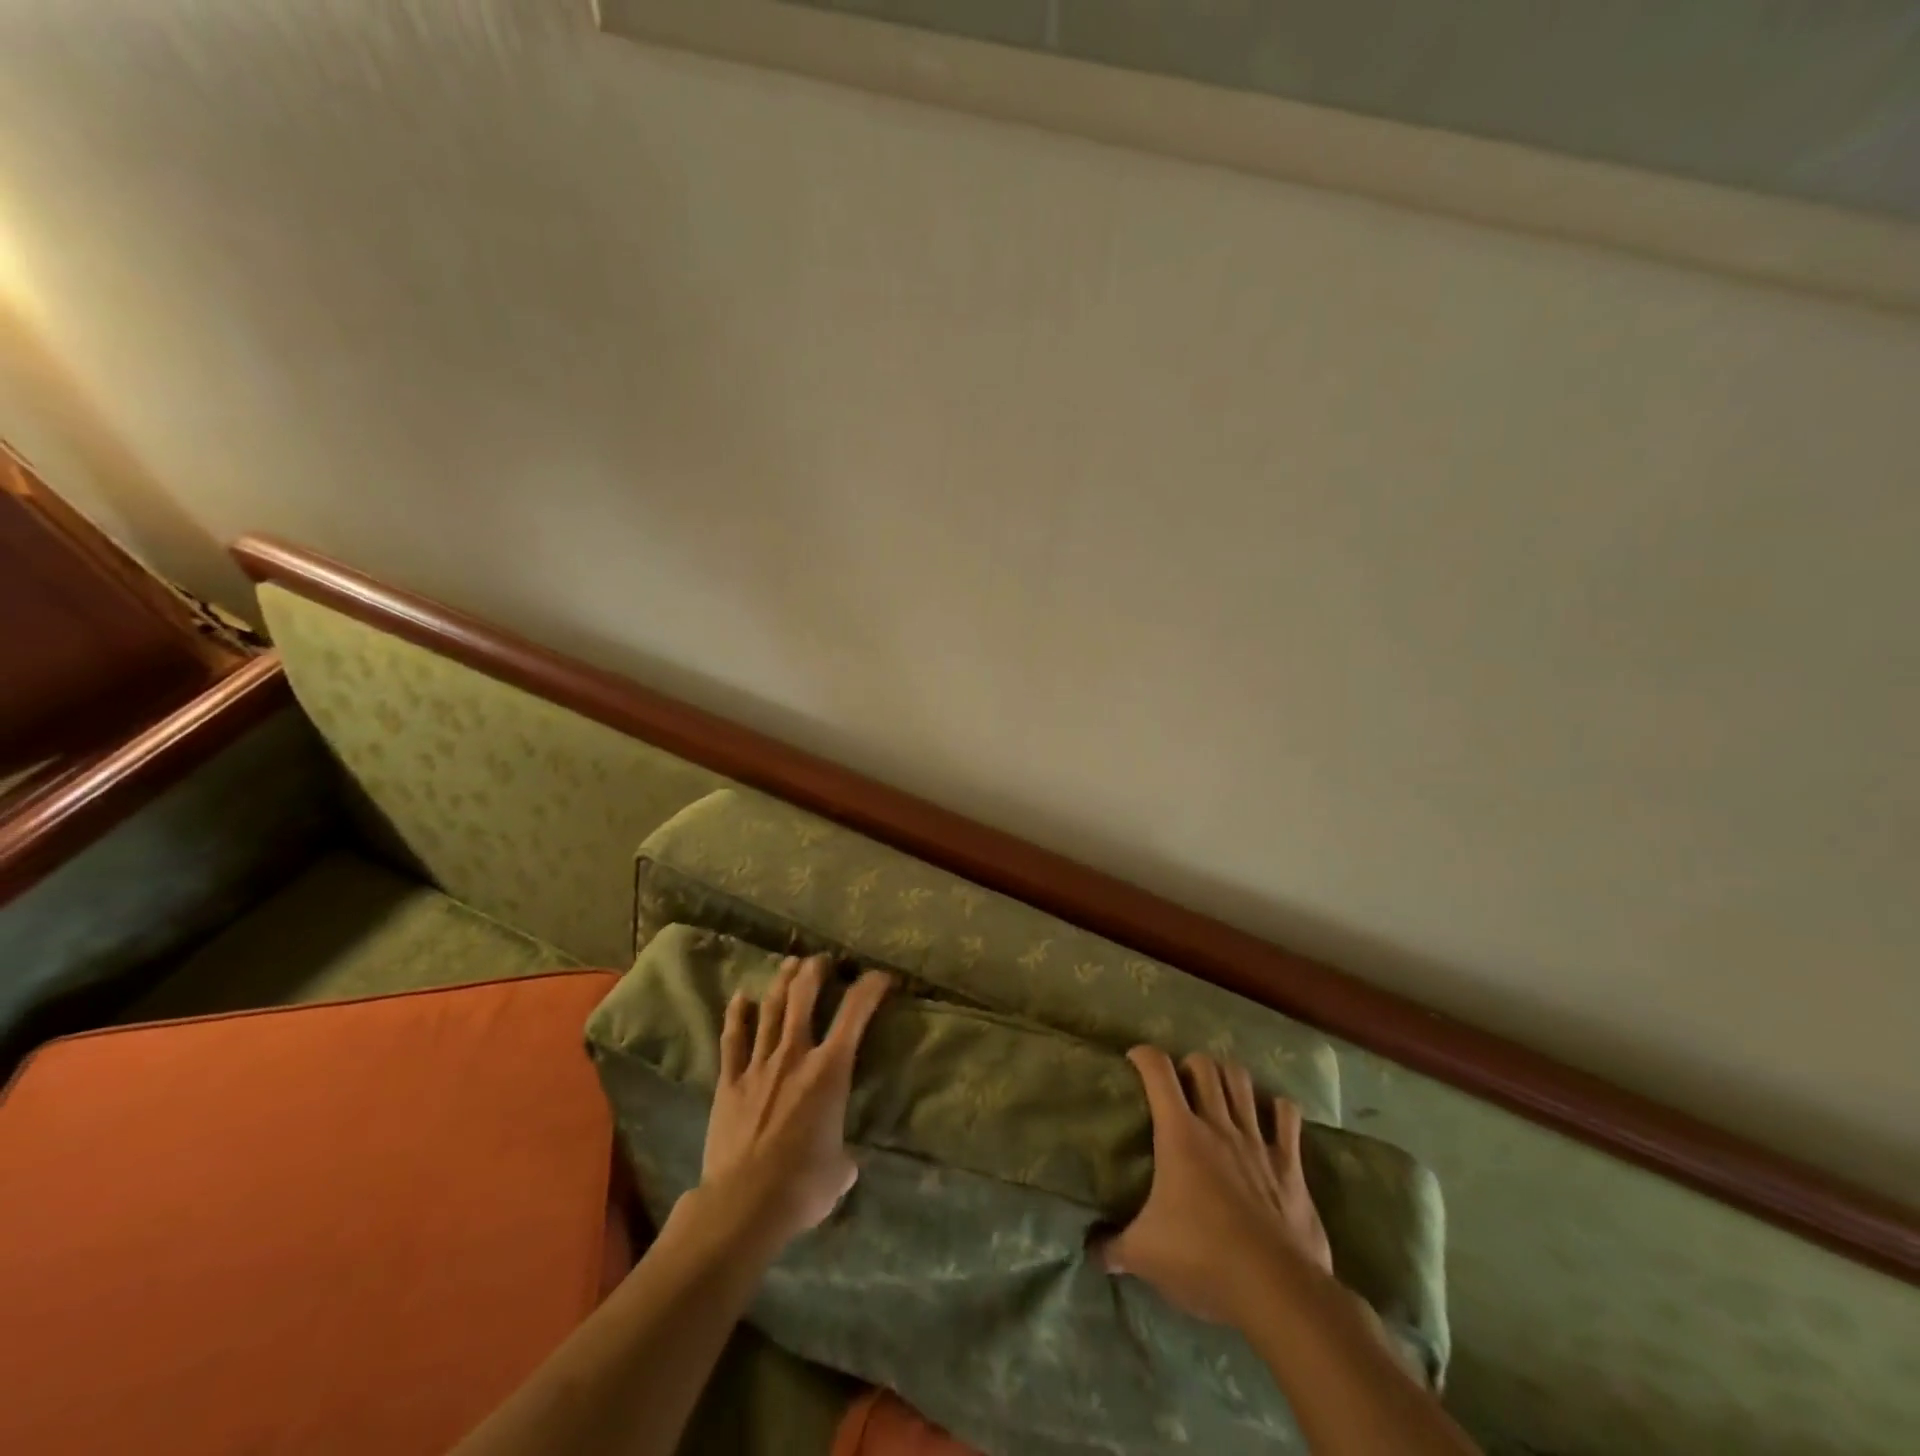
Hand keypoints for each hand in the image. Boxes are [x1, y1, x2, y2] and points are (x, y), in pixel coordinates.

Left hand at [696, 954, 891, 1250]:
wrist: (743, 1204)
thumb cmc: (802, 1186)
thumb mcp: (839, 1171)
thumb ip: (843, 1156)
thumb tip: (842, 1162)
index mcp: (829, 1070)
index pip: (856, 1013)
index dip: (871, 987)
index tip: (882, 976)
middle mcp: (794, 1056)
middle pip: (804, 997)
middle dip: (815, 971)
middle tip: (823, 961)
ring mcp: (758, 1066)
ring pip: (770, 1010)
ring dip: (781, 982)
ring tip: (790, 963)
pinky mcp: (729, 1083)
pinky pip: (732, 1041)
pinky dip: (737, 1016)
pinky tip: (740, 997)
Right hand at [1103, 1047, 1332, 1328]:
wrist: (1276, 1290)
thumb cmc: (1203, 1260)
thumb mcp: (1144, 1255)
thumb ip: (1113, 1247)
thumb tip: (1091, 1250)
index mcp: (1179, 1134)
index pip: (1158, 1071)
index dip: (1144, 1055)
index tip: (1134, 1060)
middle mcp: (1218, 1126)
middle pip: (1204, 1066)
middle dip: (1189, 1064)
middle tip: (1180, 1083)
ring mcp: (1257, 1141)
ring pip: (1242, 1081)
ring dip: (1228, 1076)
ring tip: (1219, 1089)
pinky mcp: (1290, 1164)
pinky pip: (1287, 1117)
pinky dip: (1277, 1108)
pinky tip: (1270, 1114)